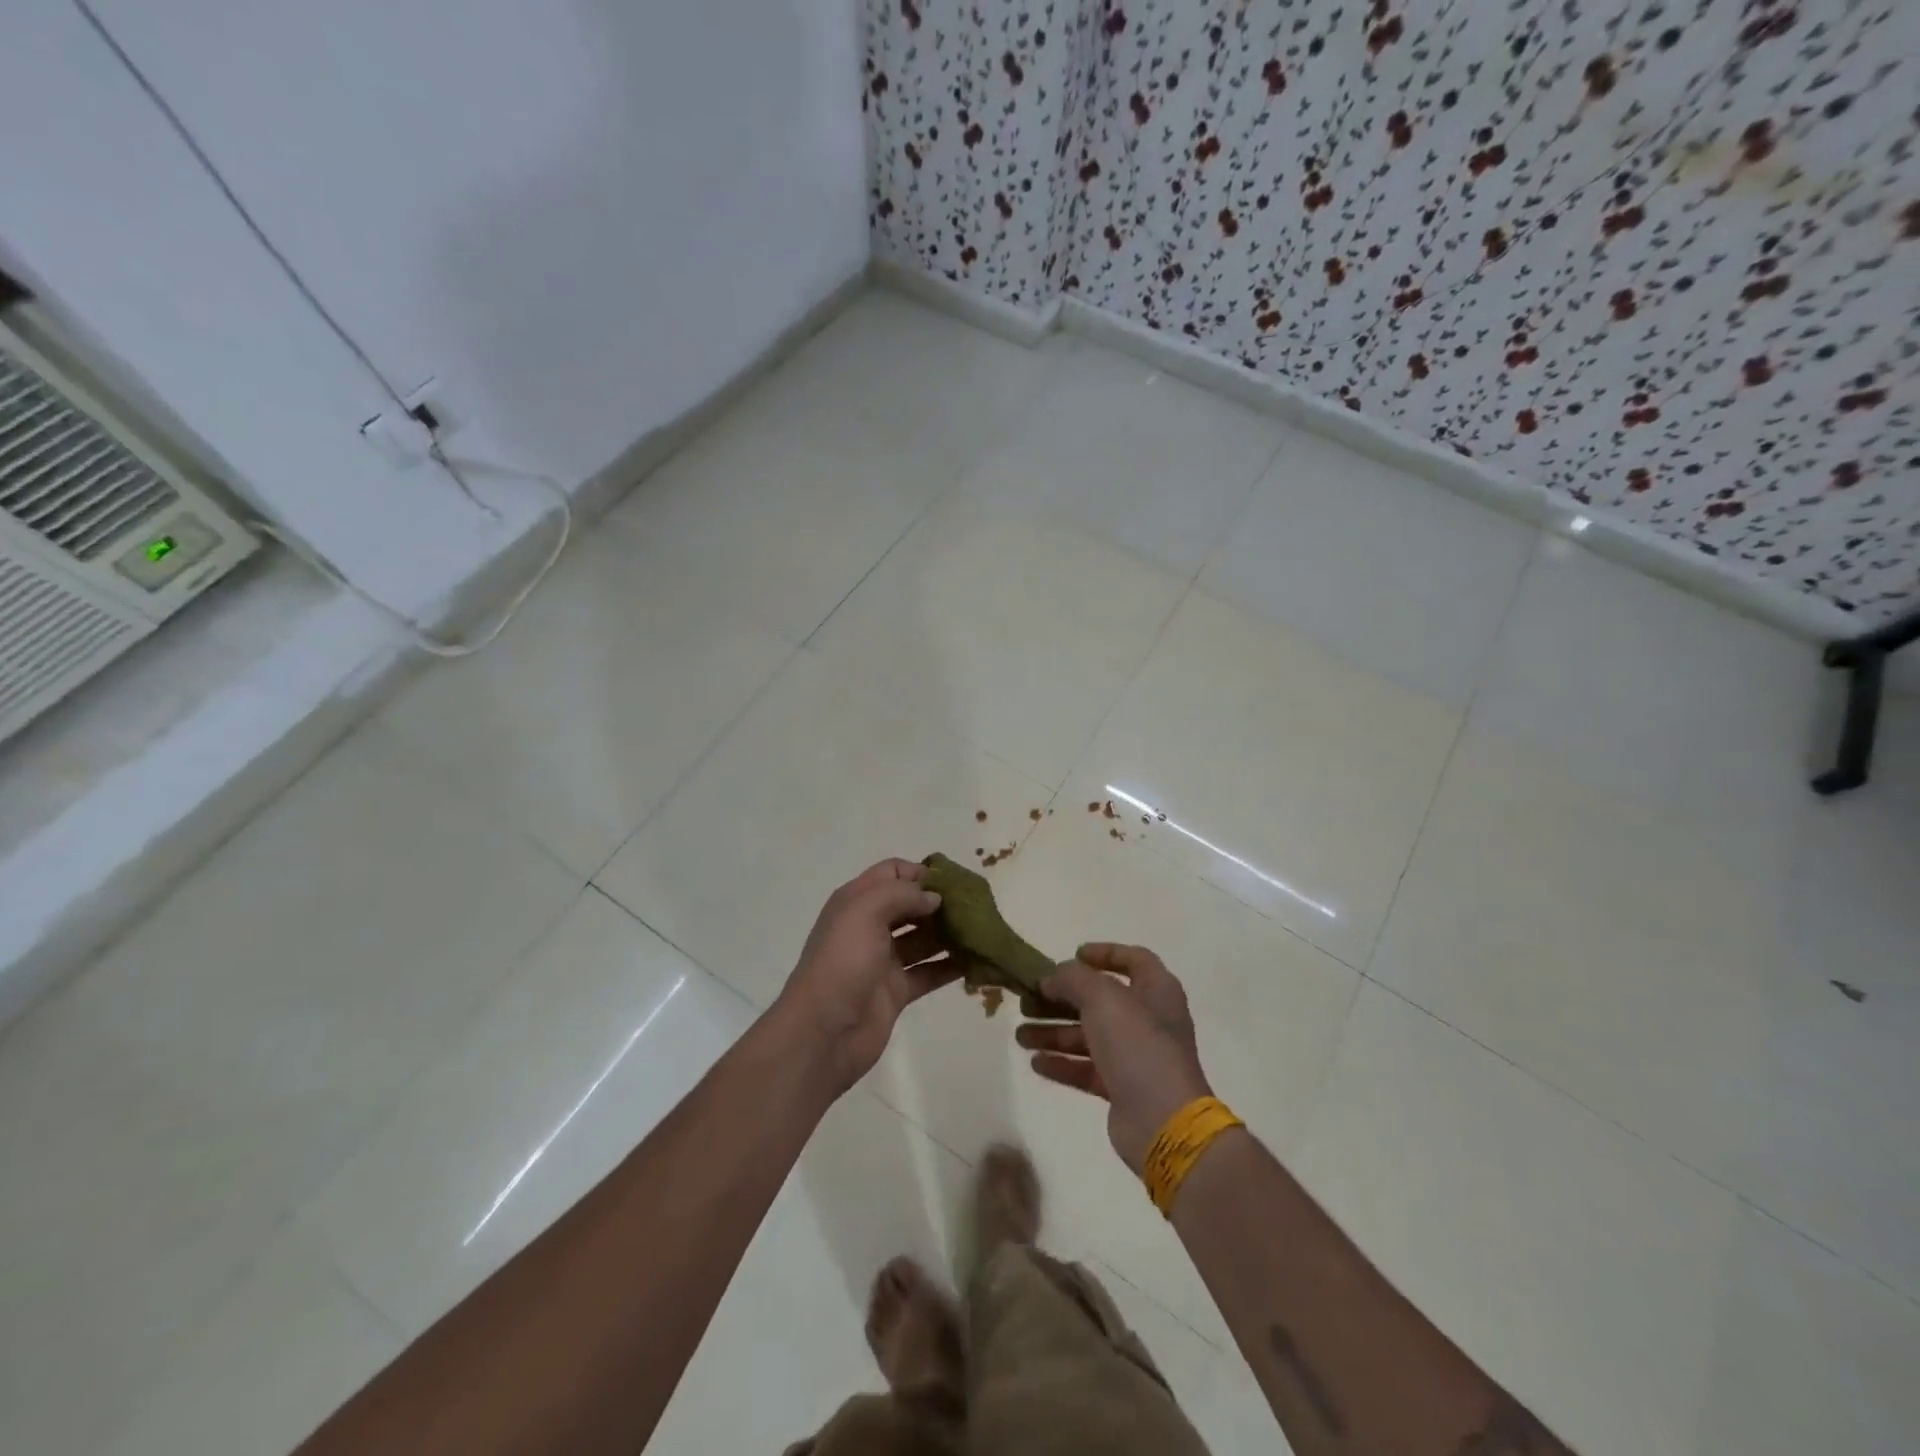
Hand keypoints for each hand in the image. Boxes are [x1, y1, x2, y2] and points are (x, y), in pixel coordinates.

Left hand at [774, 859, 957, 1094]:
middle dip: (939, 902)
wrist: (822, 1031)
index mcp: (856, 902)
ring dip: (949, 933)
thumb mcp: (865, 911)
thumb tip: (934, 898)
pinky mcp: (896, 991)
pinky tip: (976, 962)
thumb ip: (902, 894)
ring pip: (922, 939)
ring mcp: (883, 960)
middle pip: (909, 905)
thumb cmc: (842, 961)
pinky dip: (950, 967)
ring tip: (982, 930)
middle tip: (974, 906)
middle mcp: (870, 926)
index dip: (919, 872)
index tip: (951, 881)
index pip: (890, 873)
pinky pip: (929, 972)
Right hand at [1016, 943, 1212, 1172]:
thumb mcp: (1102, 997)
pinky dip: (1062, 1063)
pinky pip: (1087, 1068)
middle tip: (1028, 999)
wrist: (1163, 1121)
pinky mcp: (1123, 1088)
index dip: (1104, 953)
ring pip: (1089, 1035)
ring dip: (1054, 1032)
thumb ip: (1073, 978)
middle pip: (1100, 1000)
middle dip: (1062, 999)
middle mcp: (1148, 1019)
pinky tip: (1035, 1063)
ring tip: (1020, 1035)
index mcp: (1156, 990)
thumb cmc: (1137, 1045)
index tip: (1072, 955)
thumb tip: (1052, 977)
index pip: (1133, 959)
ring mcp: (1136, 1056)